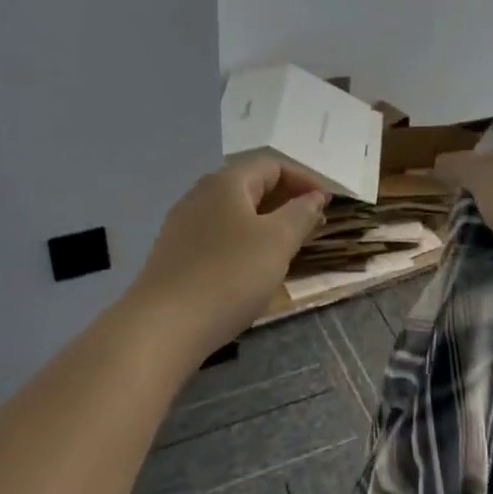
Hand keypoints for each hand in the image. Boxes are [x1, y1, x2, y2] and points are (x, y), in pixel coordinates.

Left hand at [133, 156, 328, 359]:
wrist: (163, 327)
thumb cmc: (229, 275)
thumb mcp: (277, 242)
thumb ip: (300, 213)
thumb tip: (315, 196)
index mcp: (226, 182)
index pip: (273, 166)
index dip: (305, 180)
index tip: (329, 204)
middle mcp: (200, 194)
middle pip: (251, 186)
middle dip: (286, 201)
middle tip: (313, 225)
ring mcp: (183, 225)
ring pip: (234, 213)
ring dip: (266, 223)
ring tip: (288, 247)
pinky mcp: (175, 254)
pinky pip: (219, 235)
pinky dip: (244, 241)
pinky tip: (252, 268)